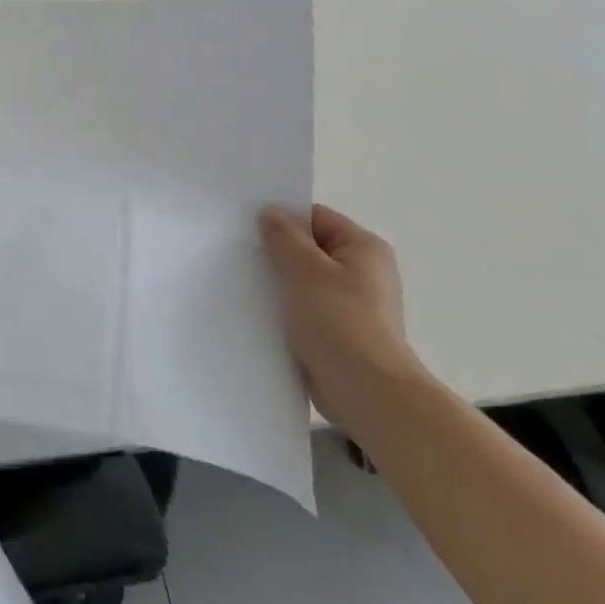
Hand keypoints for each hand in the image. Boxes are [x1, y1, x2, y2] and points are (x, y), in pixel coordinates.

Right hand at [260, 204, 424, 432]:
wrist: (366, 392)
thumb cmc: (339, 321)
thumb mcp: (305, 270)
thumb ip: (284, 236)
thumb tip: (270, 212)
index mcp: (363, 248)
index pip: (315, 217)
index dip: (281, 217)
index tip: (245, 224)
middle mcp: (362, 271)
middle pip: (309, 247)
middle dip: (275, 250)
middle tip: (238, 250)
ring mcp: (351, 303)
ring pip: (303, 279)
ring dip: (277, 280)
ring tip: (242, 279)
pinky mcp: (338, 331)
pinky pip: (304, 307)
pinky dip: (284, 306)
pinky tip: (257, 308)